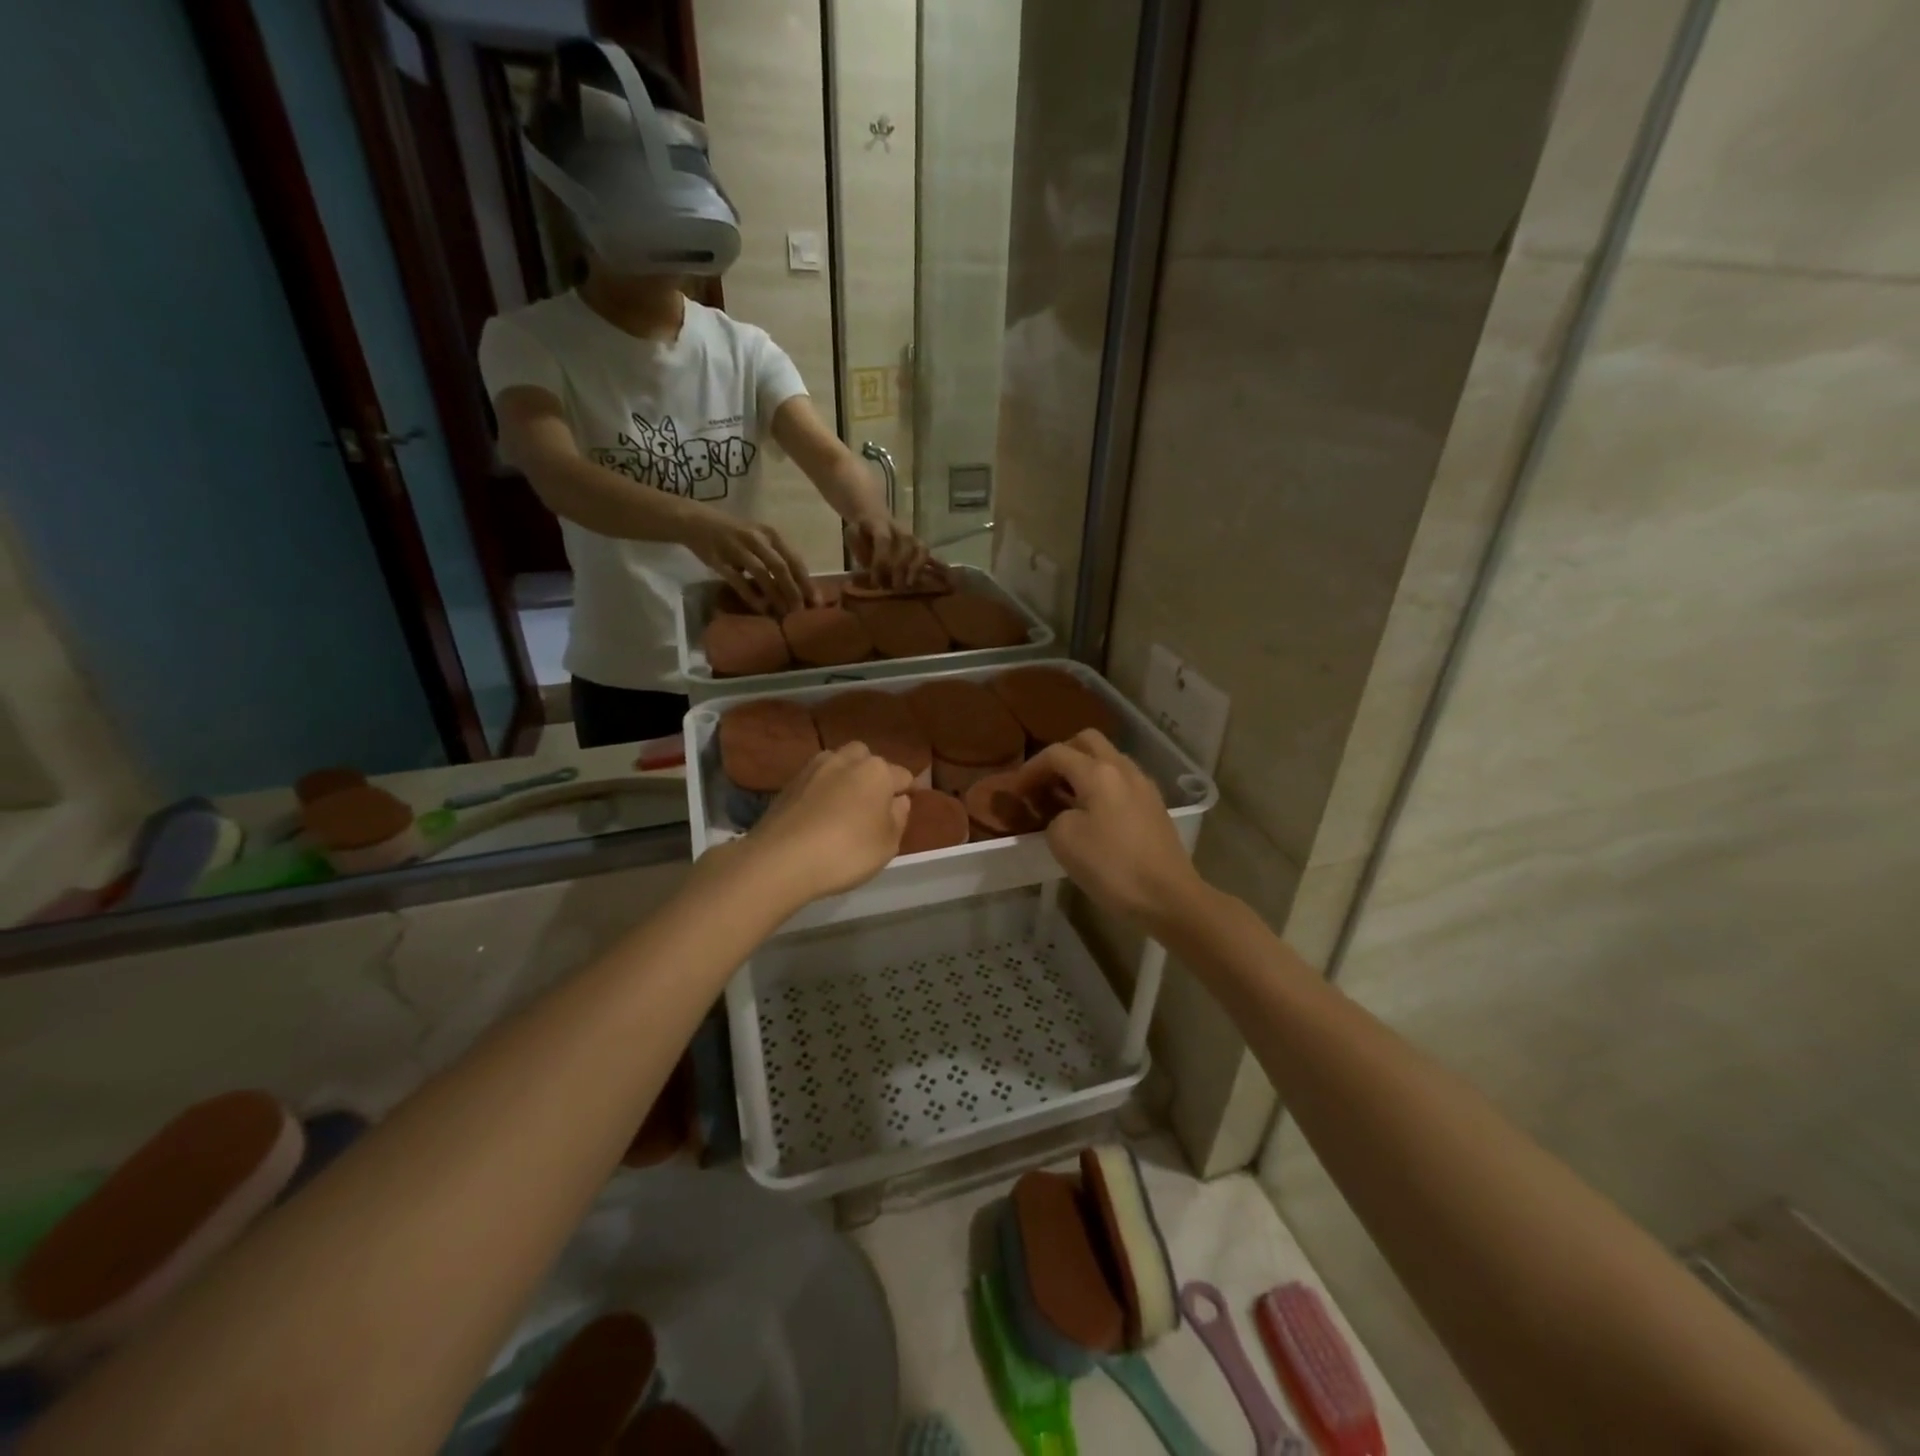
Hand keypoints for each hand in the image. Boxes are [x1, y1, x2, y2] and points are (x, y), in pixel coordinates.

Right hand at [679, 504, 813, 613]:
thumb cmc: (734, 533)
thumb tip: (798, 587)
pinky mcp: (719, 559)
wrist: (695, 521)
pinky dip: (751, 596)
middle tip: (801, 612)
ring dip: (775, 595)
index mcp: (770, 534)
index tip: (816, 602)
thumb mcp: (759, 539)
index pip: (794, 560)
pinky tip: (761, 609)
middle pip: (781, 568)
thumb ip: (777, 557)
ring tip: (784, 613)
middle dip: (794, 592)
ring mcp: (737, 548)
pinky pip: (738, 580)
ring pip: (762, 574)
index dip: (806, 582)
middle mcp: (756, 539)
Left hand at [735, 744, 910, 905]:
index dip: (907, 791)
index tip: (903, 809)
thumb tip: (899, 800)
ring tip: (844, 806)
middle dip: (872, 774)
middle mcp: (846, 760)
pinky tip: (819, 814)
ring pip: (838, 764)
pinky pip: (815, 780)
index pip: (902, 775)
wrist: (781, 859)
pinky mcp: (789, 783)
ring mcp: (813, 768)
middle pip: (866, 759)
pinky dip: (821, 791)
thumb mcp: (887, 844)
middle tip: (872, 804)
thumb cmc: (847, 852)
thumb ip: (898, 818)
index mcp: (877, 771)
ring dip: (844, 778)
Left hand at [848, 514, 929, 589]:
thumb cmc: (862, 534)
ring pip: (919, 548)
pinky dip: (923, 566)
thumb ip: (859, 549)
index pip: (884, 540)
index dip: (881, 561)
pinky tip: (917, 581)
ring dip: (915, 568)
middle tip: (894, 587)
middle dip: (899, 568)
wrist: (873, 517)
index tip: (876, 581)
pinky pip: (925, 552)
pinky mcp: (918, 541)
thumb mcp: (852, 537)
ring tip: (908, 585)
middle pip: (905, 545)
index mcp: (879, 523)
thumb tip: (869, 568)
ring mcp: (910, 534)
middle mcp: (898, 527)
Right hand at [1011, 731, 1201, 930]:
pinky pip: (1121, 782)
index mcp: (1099, 772)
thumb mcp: (1063, 840)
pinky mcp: (1155, 807)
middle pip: (1088, 742)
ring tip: (1065, 798)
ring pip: (1108, 760)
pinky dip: (1102, 787)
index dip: (1031, 768)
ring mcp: (1144, 786)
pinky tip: (1092, 814)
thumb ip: (1055, 815)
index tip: (1016, 790)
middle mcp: (1123, 769)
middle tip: (1044, 782)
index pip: (1056, 753)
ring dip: (1083, 770)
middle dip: (1062, 755)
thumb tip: (1067, 813)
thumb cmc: (1111, 866)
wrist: (1168, 897)